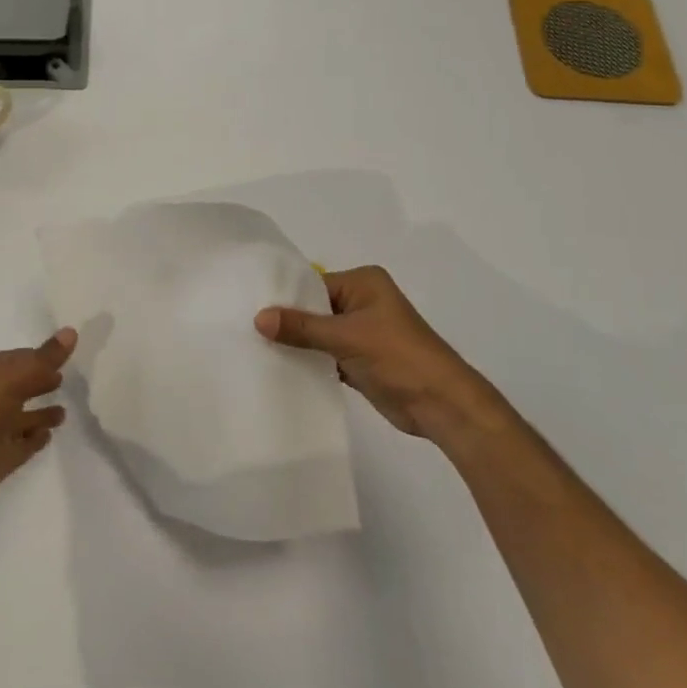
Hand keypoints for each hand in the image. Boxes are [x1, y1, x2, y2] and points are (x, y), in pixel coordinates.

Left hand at [0, 330, 75, 519]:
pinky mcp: (1, 458)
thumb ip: (43, 359)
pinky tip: (50, 435)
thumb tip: (72, 331)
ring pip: (24, 417)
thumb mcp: (10, 379)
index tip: (67, 351)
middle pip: (22, 385)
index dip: (41, 355)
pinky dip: (36, 439)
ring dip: (42, 413)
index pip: (19, 358)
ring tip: (65, 411)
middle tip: (69, 376)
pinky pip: (24, 444)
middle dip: (41, 380)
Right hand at [255, 267, 496, 439]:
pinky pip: (326, 354)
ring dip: (297, 343)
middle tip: (245, 328)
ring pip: (319, 333)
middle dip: (287, 321)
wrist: (441, 404)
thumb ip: (302, 327)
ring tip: (255, 348)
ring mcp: (362, 332)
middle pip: (314, 308)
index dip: (284, 297)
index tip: (248, 307)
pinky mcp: (360, 359)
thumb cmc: (398, 357)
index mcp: (363, 283)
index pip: (313, 284)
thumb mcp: (346, 337)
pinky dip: (309, 360)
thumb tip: (258, 318)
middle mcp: (362, 301)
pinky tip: (279, 367)